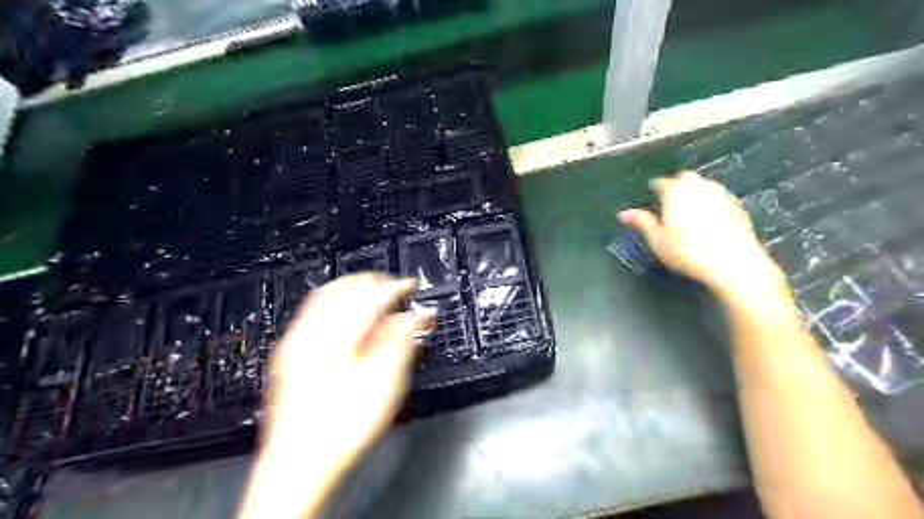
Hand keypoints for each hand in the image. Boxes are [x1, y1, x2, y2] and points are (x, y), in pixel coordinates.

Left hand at [236, 273, 424, 518]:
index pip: (367, 296)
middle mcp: (308, 335)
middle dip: (372, 283)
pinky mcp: (290, 356)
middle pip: (341, 289)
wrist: (297, 467)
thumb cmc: (338, 431)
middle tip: (396, 287)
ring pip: (325, 297)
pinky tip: (347, 312)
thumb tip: (412, 318)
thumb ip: (398, 344)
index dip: (393, 288)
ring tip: (375, 293)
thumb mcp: (381, 387)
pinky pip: (313, 312)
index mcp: (332, 340)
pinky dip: (336, 302)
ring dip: (354, 289)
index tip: (410, 286)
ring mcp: (295, 345)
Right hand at [619, 171, 786, 298]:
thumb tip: (623, 213)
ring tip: (687, 207)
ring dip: (694, 191)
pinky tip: (707, 217)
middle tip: (668, 200)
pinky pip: (718, 196)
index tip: (650, 194)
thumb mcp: (657, 240)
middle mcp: (699, 186)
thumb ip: (642, 222)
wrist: (733, 263)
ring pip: (704, 184)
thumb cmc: (687, 251)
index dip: (654, 188)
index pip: (661, 182)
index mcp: (676, 191)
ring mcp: (721, 194)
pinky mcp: (737, 206)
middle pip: (685, 177)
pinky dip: (710, 201)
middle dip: (675, 184)